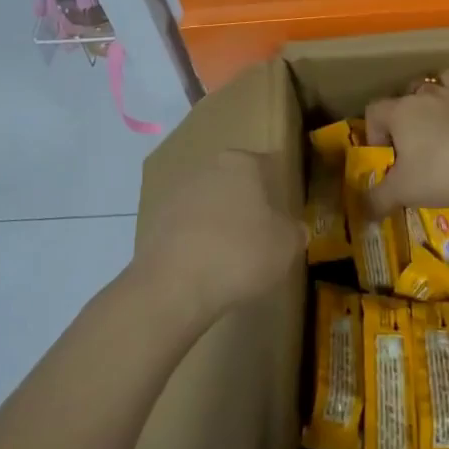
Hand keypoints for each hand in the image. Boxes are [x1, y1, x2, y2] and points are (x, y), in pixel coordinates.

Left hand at [129, 149, 304, 330]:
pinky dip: (197, 242)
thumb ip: (294, 232)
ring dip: (219, 223)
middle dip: (246, 203)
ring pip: (208, 204)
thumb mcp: (286, 246)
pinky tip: (205, 267)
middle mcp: (206, 168)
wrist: (174, 285)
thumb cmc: (240, 254)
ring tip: (232, 256)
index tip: (284, 210)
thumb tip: (294, 229)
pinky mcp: (154, 223)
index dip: (277, 187)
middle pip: (234, 182)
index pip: (266, 165)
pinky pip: (186, 229)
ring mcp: (176, 194)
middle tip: (260, 233)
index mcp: (240, 163)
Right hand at [364, 70, 448, 214]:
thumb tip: (363, 211)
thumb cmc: (442, 172)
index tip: (385, 158)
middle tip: (409, 146)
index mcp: (399, 111)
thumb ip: (378, 199)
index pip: (374, 111)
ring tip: (434, 125)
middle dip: (401, 117)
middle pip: (403, 96)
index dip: (373, 133)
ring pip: (433, 85)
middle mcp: (423, 95)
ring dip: (429, 100)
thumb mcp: (404, 191)